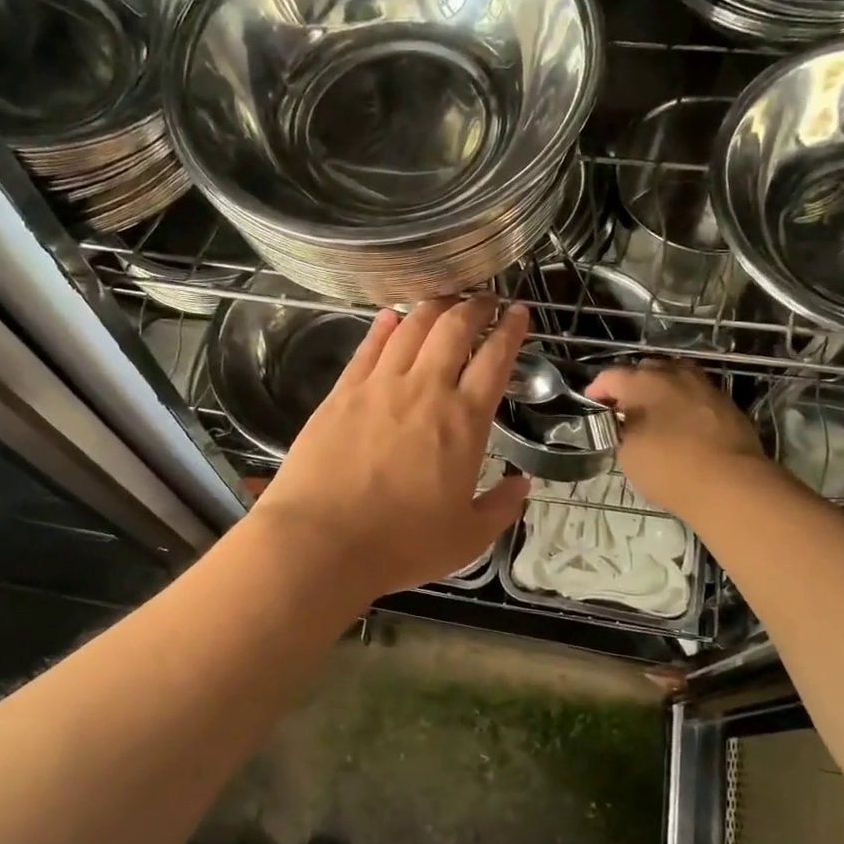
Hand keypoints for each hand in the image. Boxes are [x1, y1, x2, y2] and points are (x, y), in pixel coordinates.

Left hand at [251, 296, 532, 601]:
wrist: (321, 541)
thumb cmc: (400, 544)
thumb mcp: (467, 539)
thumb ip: (501, 508)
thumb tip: (522, 485)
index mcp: (464, 421)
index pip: (495, 359)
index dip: (511, 330)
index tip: (519, 313)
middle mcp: (425, 389)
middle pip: (454, 328)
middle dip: (475, 306)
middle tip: (485, 300)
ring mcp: (379, 386)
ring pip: (411, 327)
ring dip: (433, 306)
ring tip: (445, 299)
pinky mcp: (342, 392)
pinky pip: (369, 347)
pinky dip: (384, 326)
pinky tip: (390, 317)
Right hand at [586, 360, 766, 519]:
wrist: (730, 483)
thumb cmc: (668, 467)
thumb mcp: (627, 453)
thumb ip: (621, 430)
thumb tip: (626, 424)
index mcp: (642, 382)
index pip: (610, 376)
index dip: (597, 390)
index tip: (593, 405)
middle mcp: (673, 374)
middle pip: (645, 370)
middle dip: (630, 385)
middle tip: (623, 409)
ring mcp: (704, 386)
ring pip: (675, 377)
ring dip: (661, 390)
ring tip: (654, 412)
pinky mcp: (726, 402)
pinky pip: (696, 394)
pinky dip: (684, 402)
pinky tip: (682, 423)